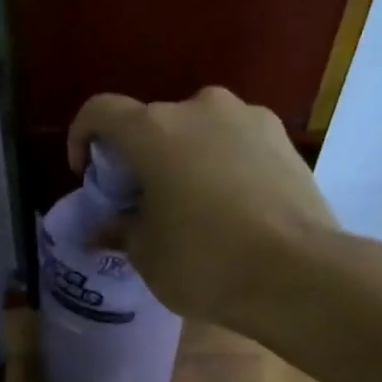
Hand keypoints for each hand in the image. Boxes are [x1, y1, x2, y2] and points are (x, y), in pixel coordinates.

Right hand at [67, 87, 338, 325]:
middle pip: (151, 123)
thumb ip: (119, 229)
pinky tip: (228, 205)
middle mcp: (199, 108)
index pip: (101, 112)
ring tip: (188, 203)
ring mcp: (248, 118)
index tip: (87, 174)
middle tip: (140, 200)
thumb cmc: (205, 261)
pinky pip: (234, 142)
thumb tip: (102, 228)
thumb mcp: (146, 253)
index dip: (82, 137)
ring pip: (196, 130)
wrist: (300, 274)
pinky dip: (219, 163)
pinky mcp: (283, 138)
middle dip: (137, 156)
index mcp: (154, 130)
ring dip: (181, 157)